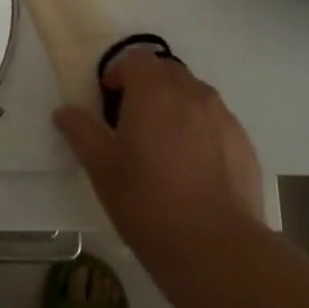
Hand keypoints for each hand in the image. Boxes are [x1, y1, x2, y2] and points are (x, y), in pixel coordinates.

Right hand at [54, 49, 264, 270]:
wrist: (216, 248)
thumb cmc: (149, 203)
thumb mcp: (103, 170)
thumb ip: (82, 133)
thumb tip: (64, 112)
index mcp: (154, 92)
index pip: (136, 59)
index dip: (119, 73)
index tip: (108, 99)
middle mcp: (192, 93)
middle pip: (167, 72)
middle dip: (148, 86)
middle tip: (133, 121)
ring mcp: (223, 117)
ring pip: (195, 95)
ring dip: (176, 106)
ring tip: (165, 145)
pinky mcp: (244, 143)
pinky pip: (216, 122)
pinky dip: (201, 130)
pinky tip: (194, 168)